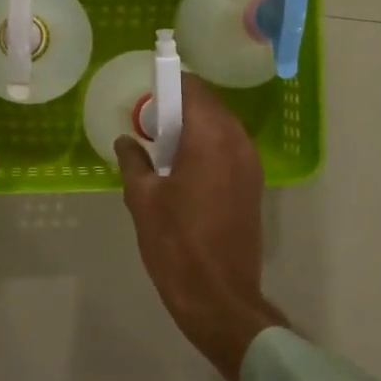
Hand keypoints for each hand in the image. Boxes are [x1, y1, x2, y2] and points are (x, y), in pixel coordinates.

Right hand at [114, 76, 285, 380]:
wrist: (219, 297)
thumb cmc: (176, 245)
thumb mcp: (143, 200)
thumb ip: (133, 161)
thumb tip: (126, 140)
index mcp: (210, 137)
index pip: (192, 88)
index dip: (168, 83)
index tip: (145, 91)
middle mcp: (237, 142)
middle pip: (209, 104)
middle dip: (180, 105)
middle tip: (149, 122)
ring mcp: (250, 164)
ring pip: (221, 126)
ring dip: (194, 126)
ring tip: (163, 146)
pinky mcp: (253, 184)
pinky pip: (229, 148)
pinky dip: (208, 146)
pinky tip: (184, 168)